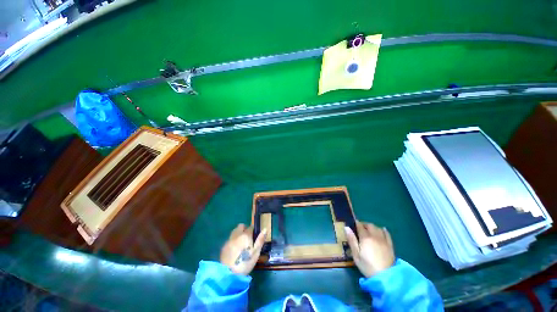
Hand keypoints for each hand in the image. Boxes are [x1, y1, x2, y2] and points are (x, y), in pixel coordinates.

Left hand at [220, 224, 266, 274]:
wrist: (229, 274)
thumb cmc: (245, 263)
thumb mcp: (256, 252)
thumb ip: (260, 240)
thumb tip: (265, 229)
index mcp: (245, 235)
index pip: (250, 227)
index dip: (253, 230)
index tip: (254, 236)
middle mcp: (237, 235)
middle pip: (241, 226)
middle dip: (244, 229)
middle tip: (247, 238)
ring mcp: (229, 240)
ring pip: (234, 231)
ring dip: (238, 233)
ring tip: (241, 243)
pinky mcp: (223, 246)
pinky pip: (230, 239)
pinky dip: (233, 240)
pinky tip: (234, 249)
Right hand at [345, 221, 394, 277]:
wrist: (385, 277)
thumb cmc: (367, 266)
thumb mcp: (356, 254)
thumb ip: (351, 240)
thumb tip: (346, 227)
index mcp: (365, 238)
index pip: (360, 226)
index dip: (356, 223)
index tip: (353, 224)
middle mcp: (375, 236)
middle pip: (370, 225)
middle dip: (364, 224)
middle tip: (360, 228)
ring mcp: (384, 240)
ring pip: (378, 228)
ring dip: (373, 227)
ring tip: (369, 231)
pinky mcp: (390, 245)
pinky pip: (387, 234)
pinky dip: (384, 230)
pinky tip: (382, 230)